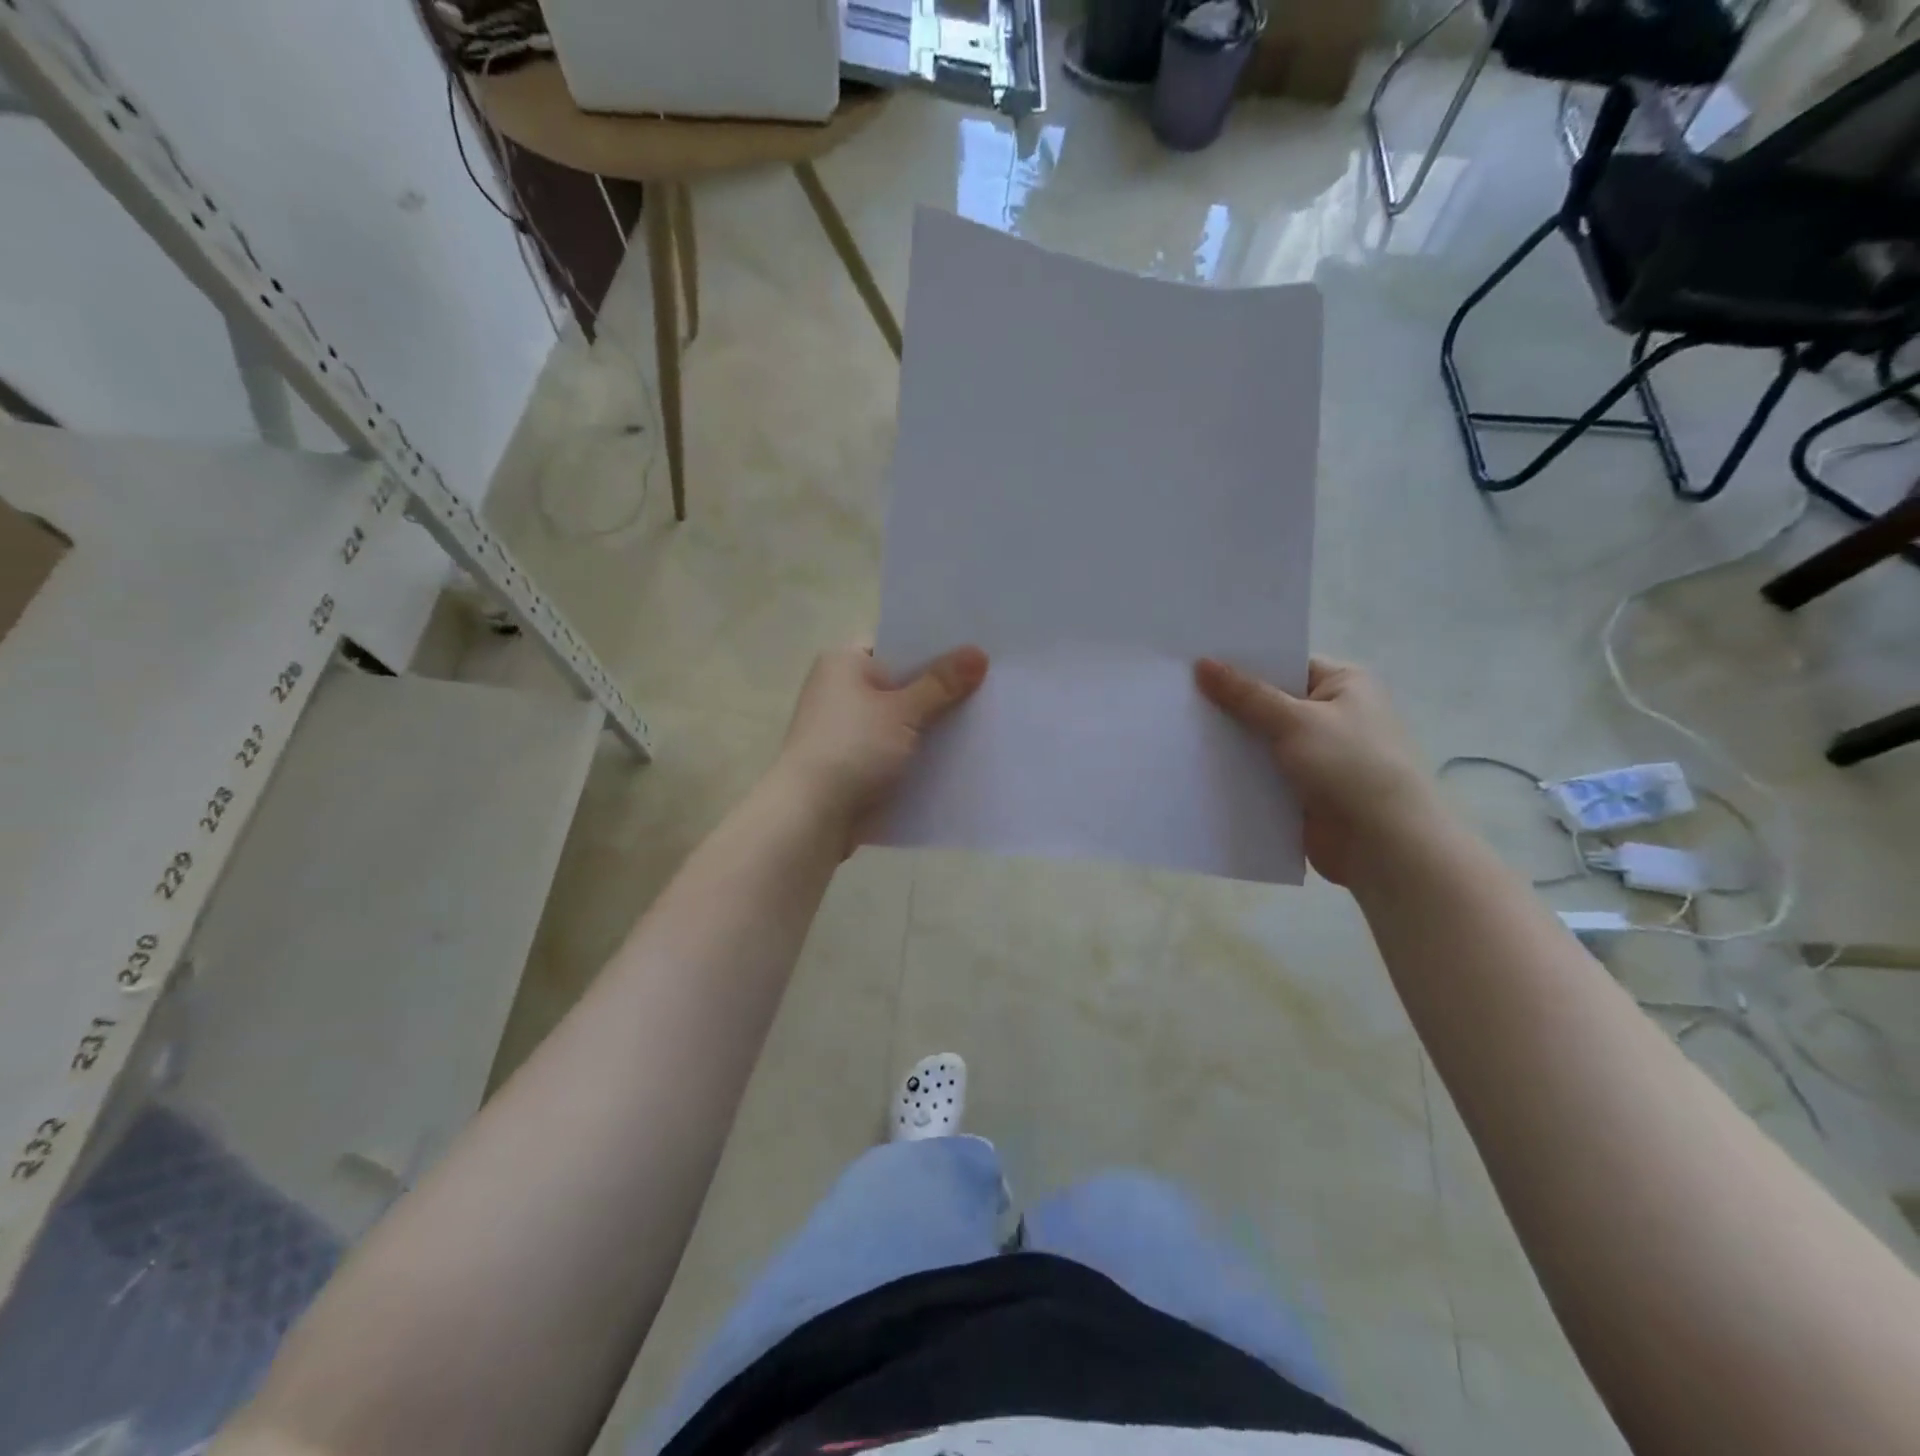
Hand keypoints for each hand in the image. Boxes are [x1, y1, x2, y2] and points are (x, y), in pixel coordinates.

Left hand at [775, 643, 988, 841]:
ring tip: (980, 723)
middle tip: (988, 689)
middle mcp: (838, 690)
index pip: (896, 645)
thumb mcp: (903, 710)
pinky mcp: (850, 764)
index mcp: (843, 662)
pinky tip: (953, 759)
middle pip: (900, 684)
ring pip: (898, 721)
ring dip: (929, 727)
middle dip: (938, 692)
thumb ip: (942, 683)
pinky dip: (915, 754)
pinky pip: (892, 751)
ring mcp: (843, 729)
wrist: (811, 816)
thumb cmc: (854, 748)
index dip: (935, 650)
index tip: (975, 655)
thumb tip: (979, 652)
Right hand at [1195, 656, 1443, 885]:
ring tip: (1177, 729)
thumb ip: (1245, 695)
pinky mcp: (1304, 791)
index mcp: (1345, 685)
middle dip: (1230, 705)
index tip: (1196, 661)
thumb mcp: (1295, 721)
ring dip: (1232, 742)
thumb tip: (1202, 663)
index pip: (1286, 665)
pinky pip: (1263, 774)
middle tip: (1177, 694)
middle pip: (1270, 703)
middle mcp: (1333, 716)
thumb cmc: (1350, 767)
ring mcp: (1318, 756)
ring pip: (1263, 742)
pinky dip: (1239, 773)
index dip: (1243, 664)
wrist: (1383, 845)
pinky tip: (1197, 767)